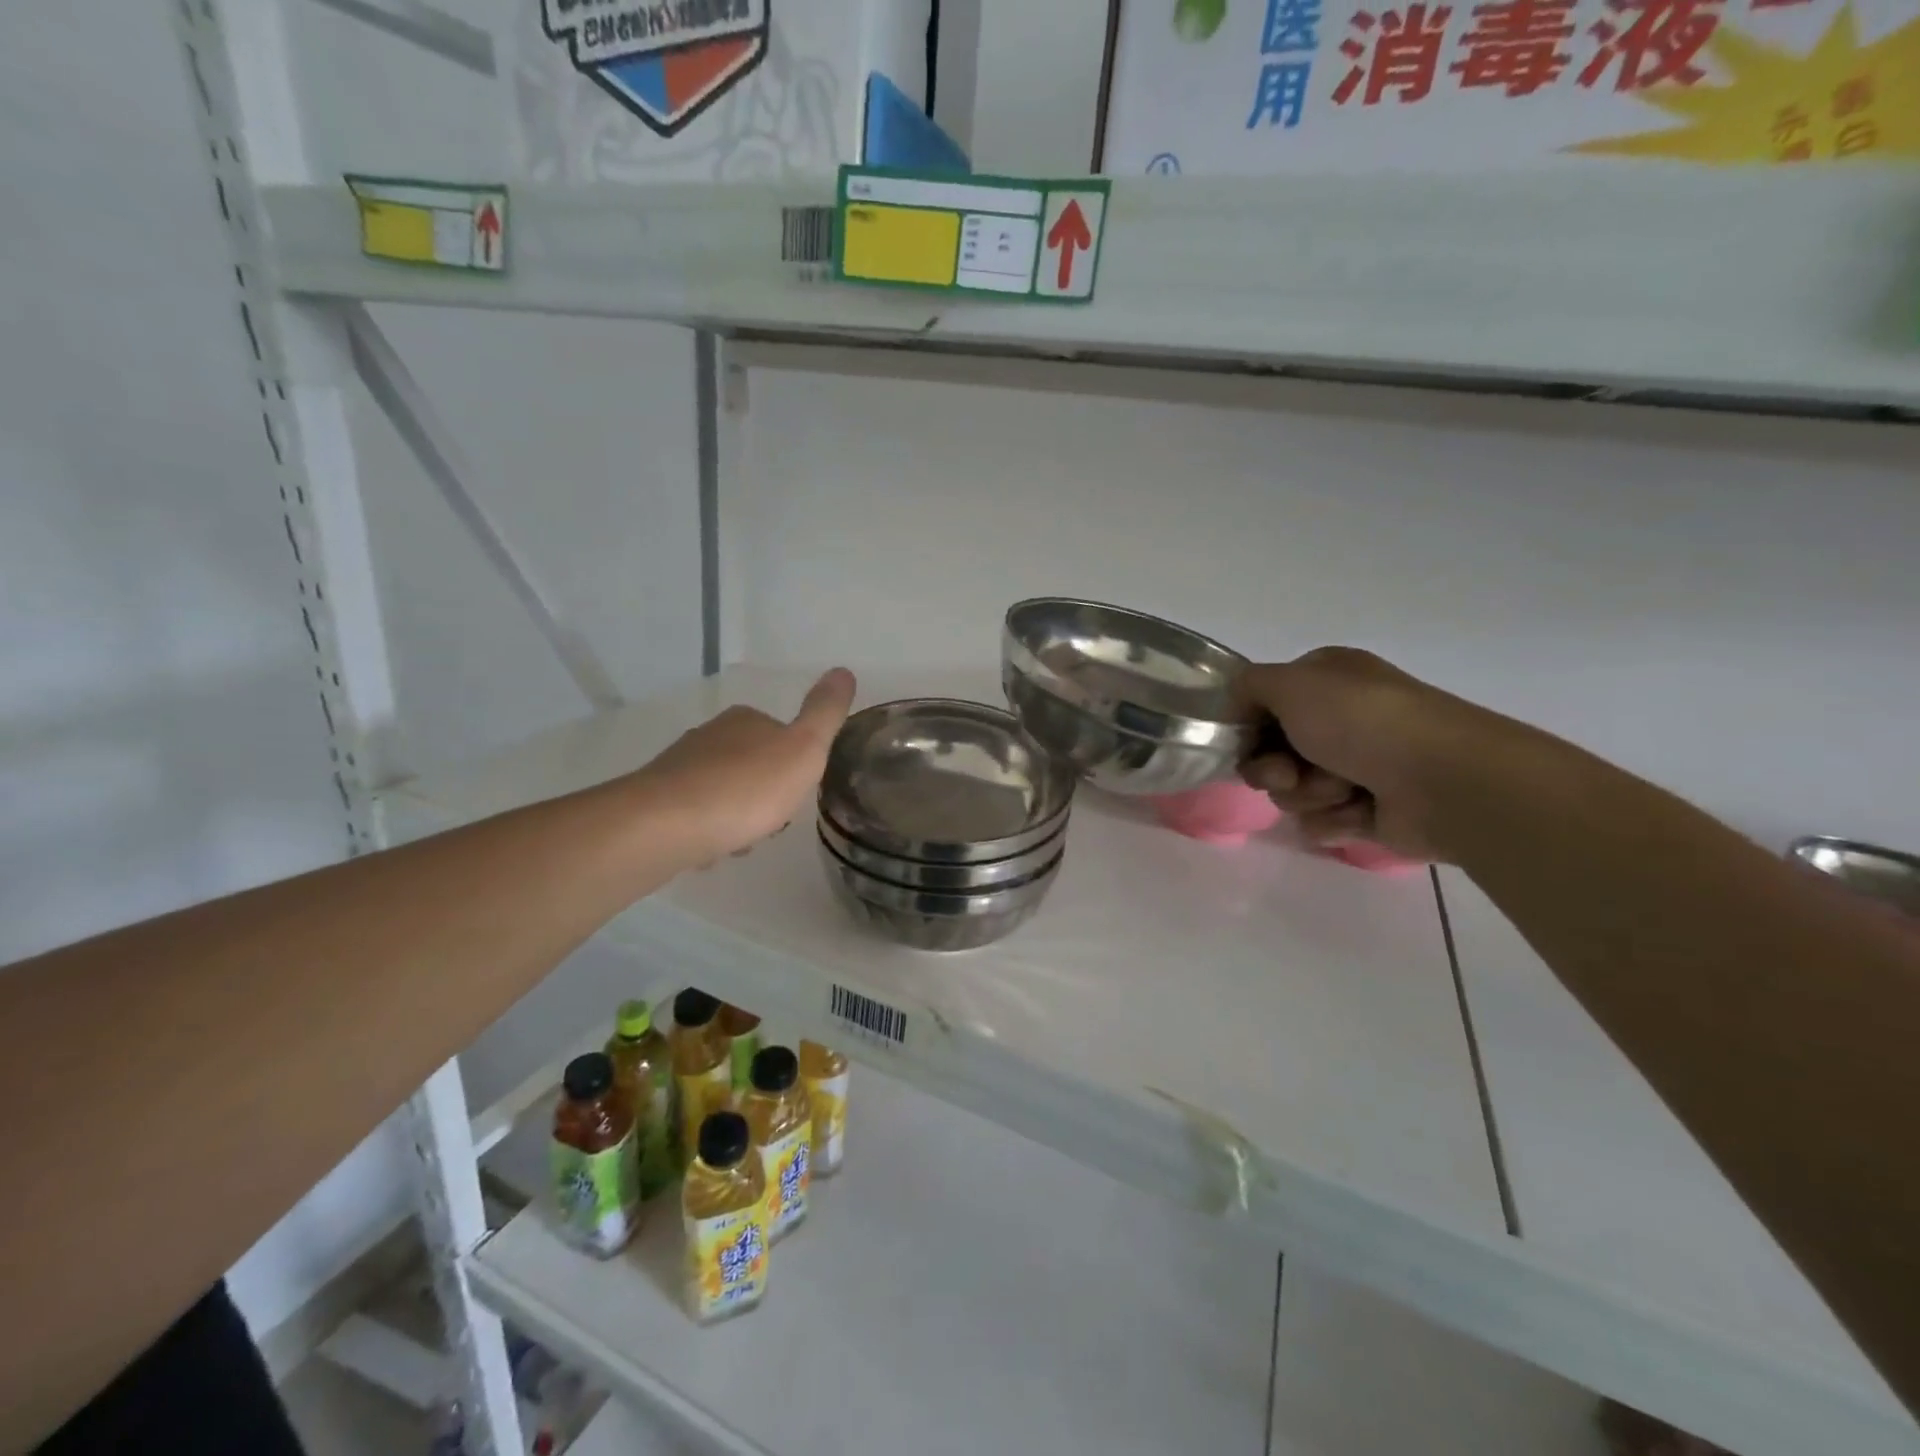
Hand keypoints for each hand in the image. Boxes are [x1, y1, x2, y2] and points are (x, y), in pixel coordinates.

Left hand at [634, 669, 855, 864]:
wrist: (666, 825)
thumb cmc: (746, 788)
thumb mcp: (804, 749)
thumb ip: (825, 714)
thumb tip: (844, 670)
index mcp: (746, 719)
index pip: (781, 735)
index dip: (794, 766)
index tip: (797, 794)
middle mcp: (710, 734)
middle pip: (751, 764)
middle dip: (764, 793)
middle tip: (772, 822)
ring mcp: (680, 766)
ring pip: (722, 790)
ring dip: (736, 815)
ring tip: (742, 841)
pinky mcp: (657, 799)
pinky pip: (695, 814)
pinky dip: (708, 829)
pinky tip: (711, 849)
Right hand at [1237, 648, 1516, 862]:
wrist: (1443, 781)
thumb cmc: (1362, 721)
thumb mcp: (1291, 683)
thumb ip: (1248, 686)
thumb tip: (1236, 705)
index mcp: (1329, 681)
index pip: (1266, 703)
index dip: (1249, 725)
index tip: (1245, 740)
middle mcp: (1342, 719)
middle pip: (1272, 752)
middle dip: (1274, 769)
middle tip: (1288, 773)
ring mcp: (1358, 765)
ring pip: (1294, 791)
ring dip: (1309, 793)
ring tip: (1342, 789)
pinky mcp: (1369, 810)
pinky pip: (1322, 821)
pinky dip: (1334, 819)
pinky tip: (1359, 811)